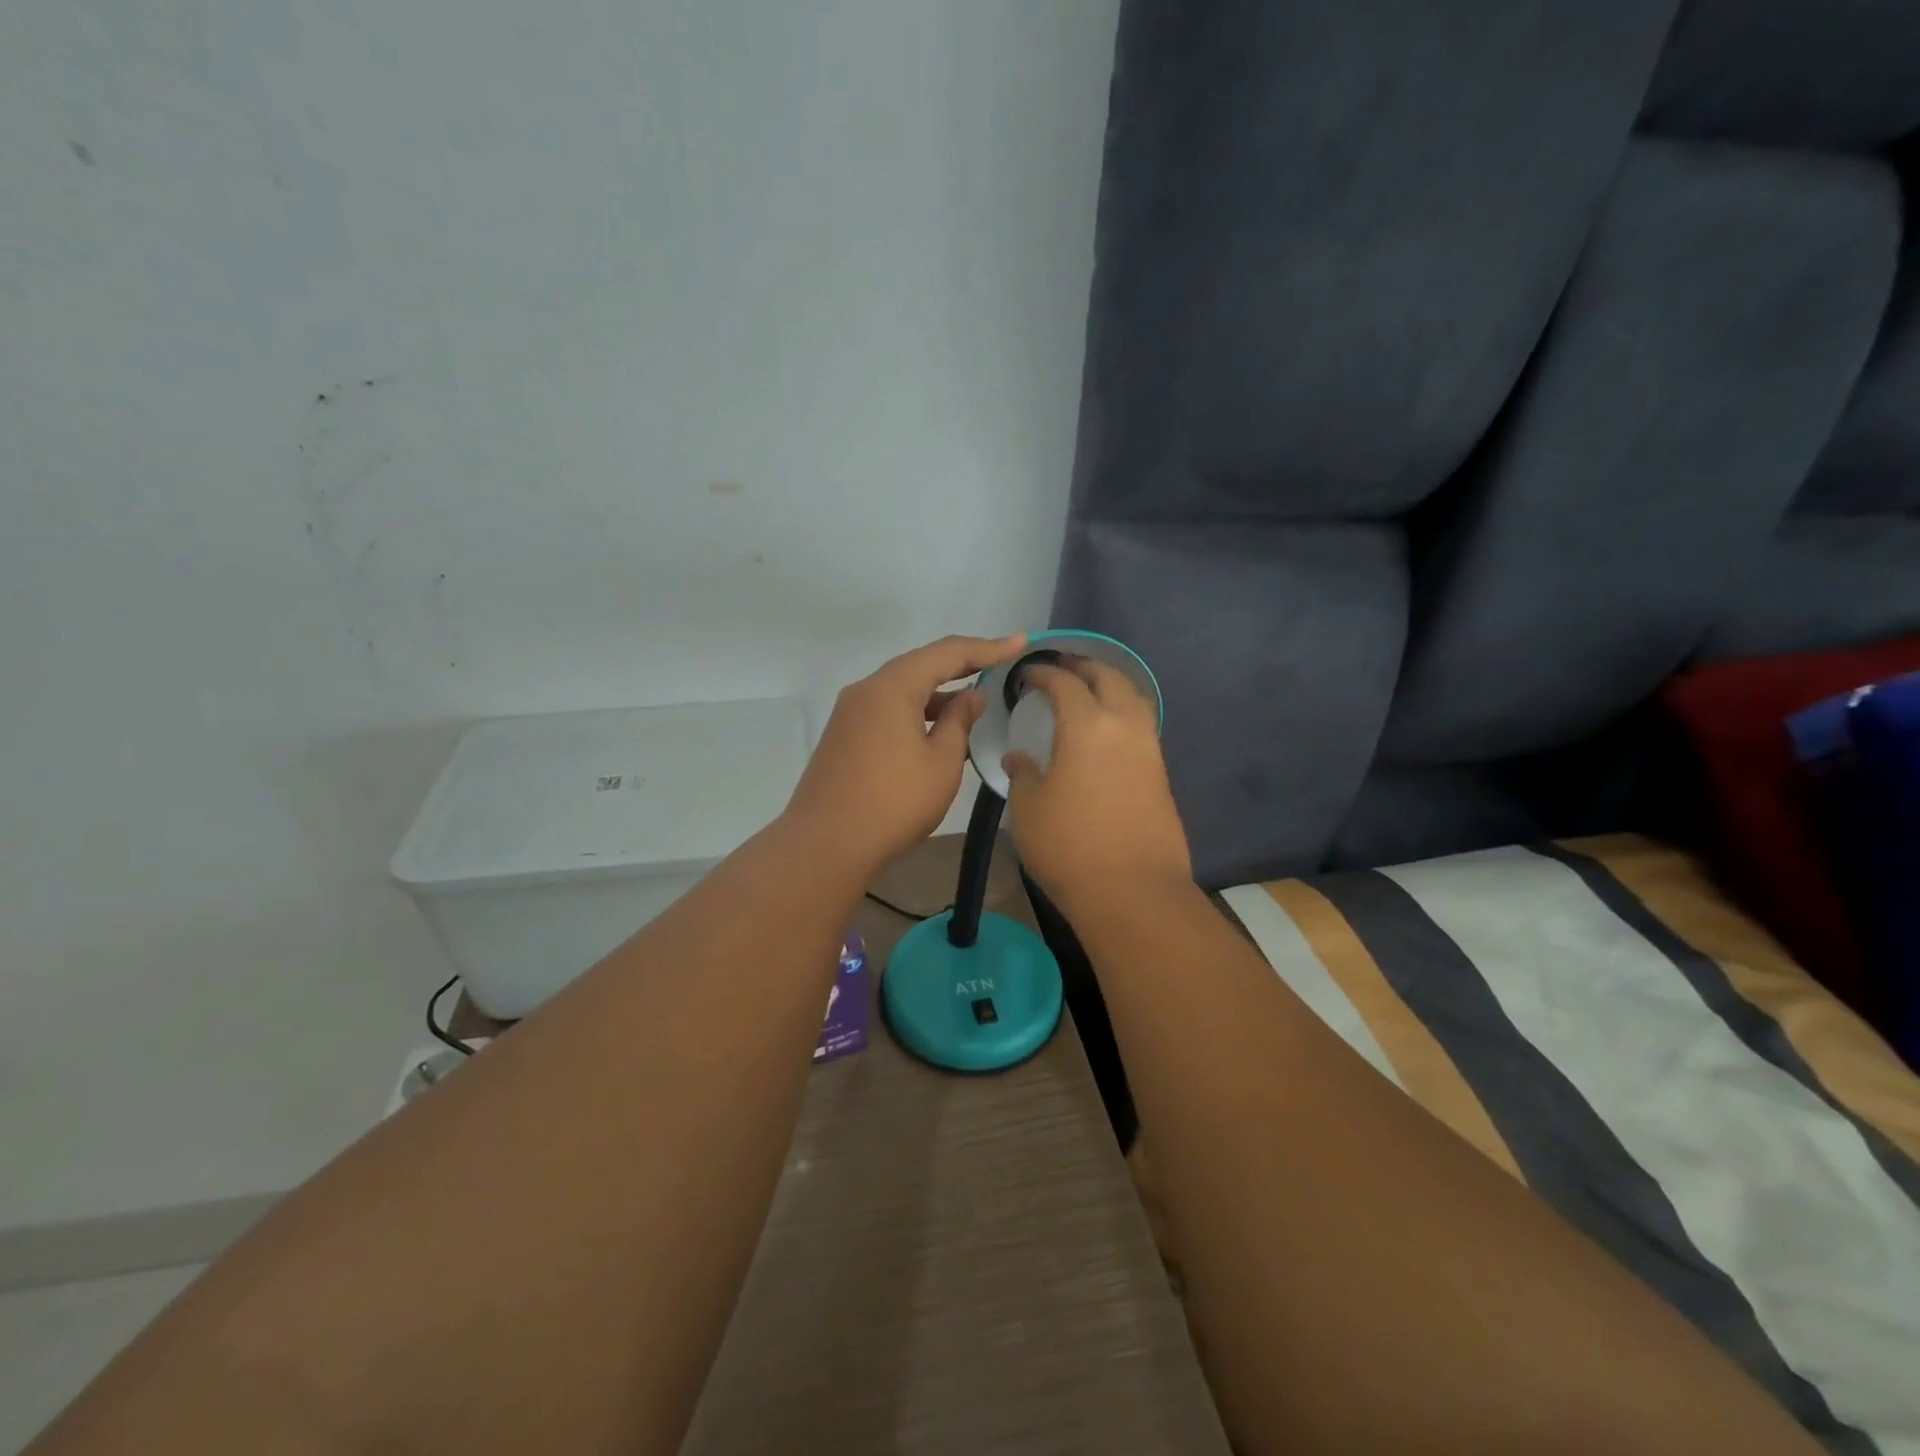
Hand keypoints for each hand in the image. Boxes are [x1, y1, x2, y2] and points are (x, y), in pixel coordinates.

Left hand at [782, 633, 1026, 872]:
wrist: (825, 845)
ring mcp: (850, 714)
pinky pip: (888, 710)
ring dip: (938, 694)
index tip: (1020, 642)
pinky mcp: (844, 736)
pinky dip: (917, 713)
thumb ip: (959, 722)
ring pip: (902, 690)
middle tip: (1000, 665)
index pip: (947, 653)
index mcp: (892, 687)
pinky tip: (938, 731)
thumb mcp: (941, 763)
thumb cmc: (893, 802)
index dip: (987, 647)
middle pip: (920, 666)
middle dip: (962, 666)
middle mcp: (866, 690)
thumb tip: (968, 697)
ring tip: (974, 704)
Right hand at [1003, 657, 1191, 910]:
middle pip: (1110, 679)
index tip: (1027, 674)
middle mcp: (1124, 727)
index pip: (1065, 683)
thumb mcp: (1028, 808)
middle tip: (1062, 669)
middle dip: (1084, 667)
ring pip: (1134, 699)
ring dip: (1110, 687)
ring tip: (1088, 693)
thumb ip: (1023, 774)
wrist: (1132, 892)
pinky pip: (1142, 727)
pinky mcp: (1161, 775)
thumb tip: (1021, 758)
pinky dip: (1123, 714)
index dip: (1044, 673)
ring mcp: (1149, 750)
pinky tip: (1106, 732)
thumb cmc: (1069, 846)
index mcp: (1087, 725)